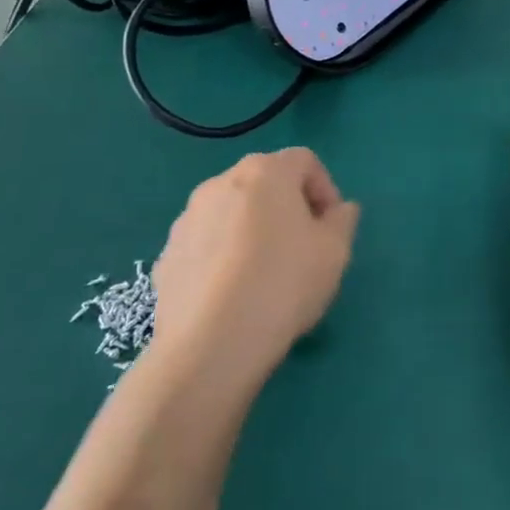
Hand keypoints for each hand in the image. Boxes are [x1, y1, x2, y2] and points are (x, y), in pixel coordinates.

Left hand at [148, 149, 359, 379]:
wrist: (209, 347)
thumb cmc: (283, 284)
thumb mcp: (335, 251)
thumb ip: (343, 220)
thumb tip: (338, 210)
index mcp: (265, 172)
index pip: (305, 161)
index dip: (325, 189)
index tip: (331, 228)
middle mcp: (221, 183)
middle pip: (265, 183)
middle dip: (288, 207)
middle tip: (303, 248)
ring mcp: (186, 219)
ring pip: (232, 213)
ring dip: (253, 230)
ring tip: (265, 275)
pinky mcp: (166, 256)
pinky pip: (206, 244)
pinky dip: (223, 257)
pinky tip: (233, 295)